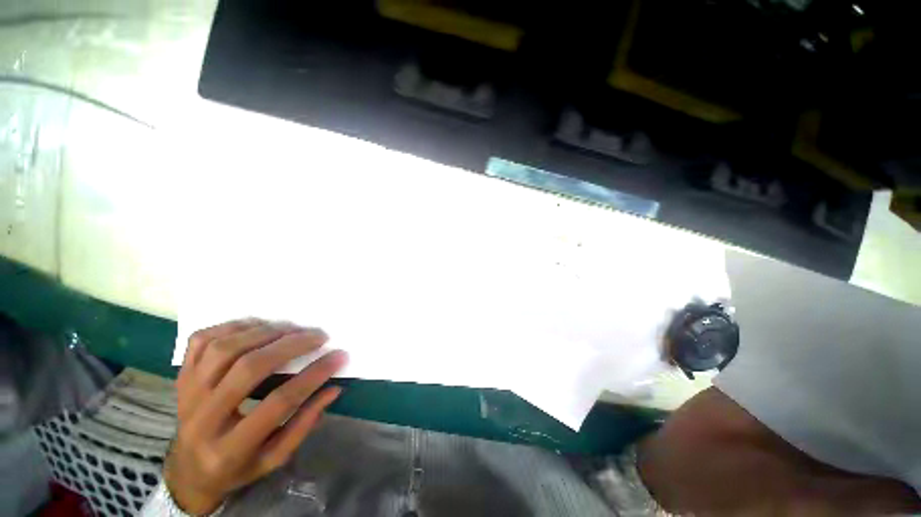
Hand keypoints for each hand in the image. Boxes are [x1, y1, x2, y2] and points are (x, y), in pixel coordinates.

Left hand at [165, 319, 347, 514]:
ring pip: (224, 349)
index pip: (279, 402)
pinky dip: (232, 326)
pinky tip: (257, 326)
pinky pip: (201, 341)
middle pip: (249, 368)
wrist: (188, 470)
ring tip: (292, 328)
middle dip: (291, 346)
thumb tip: (333, 388)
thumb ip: (304, 424)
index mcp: (229, 449)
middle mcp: (203, 419)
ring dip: (265, 332)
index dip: (313, 375)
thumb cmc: (237, 467)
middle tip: (318, 335)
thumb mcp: (274, 458)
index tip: (339, 356)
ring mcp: (187, 393)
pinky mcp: (181, 376)